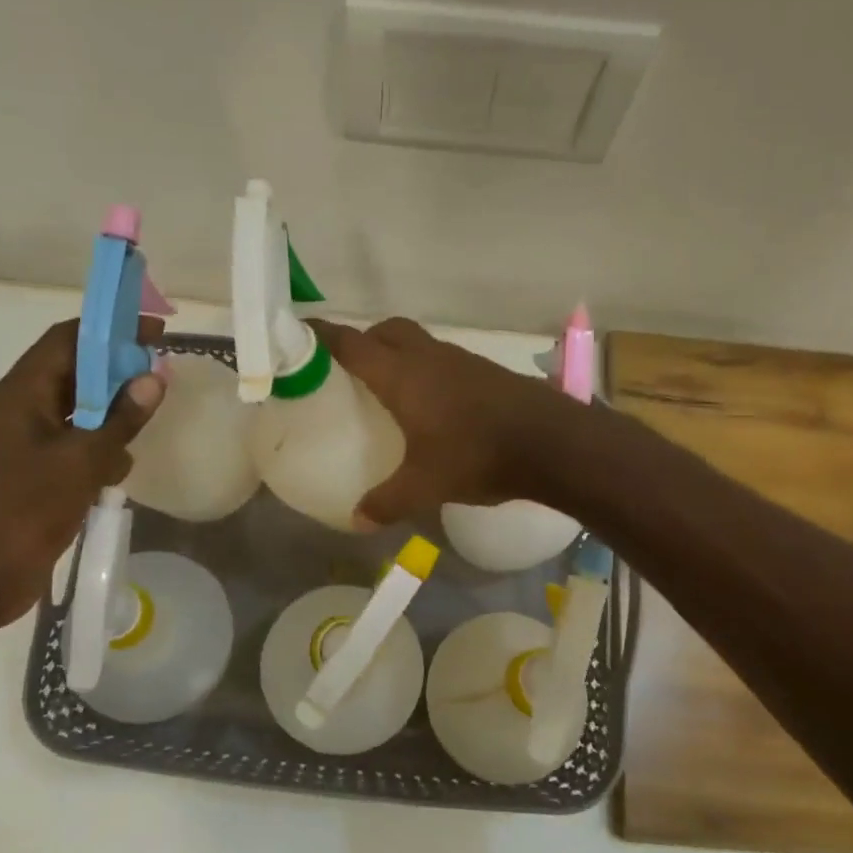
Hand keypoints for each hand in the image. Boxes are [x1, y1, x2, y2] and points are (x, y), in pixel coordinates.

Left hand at [0, 318, 164, 628]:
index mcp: (22, 394)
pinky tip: (120, 469)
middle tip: (161, 378)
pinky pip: (75, 447)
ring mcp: (27, 445)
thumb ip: (120, 420)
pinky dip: (101, 450)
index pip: (68, 340)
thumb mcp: (80, 461)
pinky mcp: (36, 476)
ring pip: (80, 413)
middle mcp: (23, 410)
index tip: (153, 332)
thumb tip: (154, 378)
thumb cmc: (20, 510)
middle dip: (118, 373)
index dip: (110, 330)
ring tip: (146, 426)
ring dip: (113, 415)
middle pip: (76, 373)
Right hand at [308, 317, 573, 525]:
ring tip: (387, 388)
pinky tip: (431, 406)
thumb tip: (358, 521)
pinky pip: (443, 360)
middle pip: (388, 331)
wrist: (552, 442)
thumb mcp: (426, 485)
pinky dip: (426, 370)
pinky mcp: (485, 372)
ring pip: (419, 343)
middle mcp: (428, 358)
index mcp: (403, 375)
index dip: (323, 335)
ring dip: (399, 353)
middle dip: (364, 340)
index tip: (300, 332)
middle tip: (348, 368)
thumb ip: (387, 501)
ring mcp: (461, 361)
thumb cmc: (478, 455)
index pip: (352, 344)